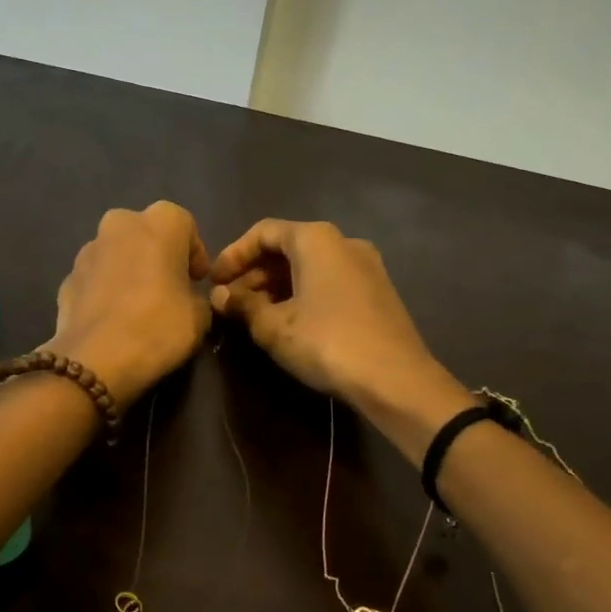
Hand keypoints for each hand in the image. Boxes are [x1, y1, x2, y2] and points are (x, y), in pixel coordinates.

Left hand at [46, 202, 212, 405]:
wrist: (94, 359)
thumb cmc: (158, 326)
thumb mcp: (199, 317)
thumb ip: (197, 297)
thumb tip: (188, 299)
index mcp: (159, 222)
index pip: (185, 225)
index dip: (194, 254)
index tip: (197, 281)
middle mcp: (120, 224)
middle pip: (146, 233)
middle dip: (158, 255)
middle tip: (169, 288)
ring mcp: (88, 249)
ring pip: (117, 253)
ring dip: (129, 270)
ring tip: (138, 306)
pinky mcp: (67, 277)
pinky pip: (96, 277)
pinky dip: (105, 290)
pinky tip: (113, 319)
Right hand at [209, 219, 455, 415]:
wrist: (396, 380)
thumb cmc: (327, 342)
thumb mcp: (273, 326)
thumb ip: (242, 305)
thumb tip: (219, 296)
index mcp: (316, 239)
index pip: (263, 232)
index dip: (233, 254)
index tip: (214, 281)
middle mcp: (343, 242)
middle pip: (287, 247)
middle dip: (254, 273)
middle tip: (230, 302)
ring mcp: (365, 266)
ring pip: (309, 266)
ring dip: (276, 286)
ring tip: (253, 315)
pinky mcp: (377, 291)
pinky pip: (329, 281)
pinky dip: (302, 294)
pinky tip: (288, 322)